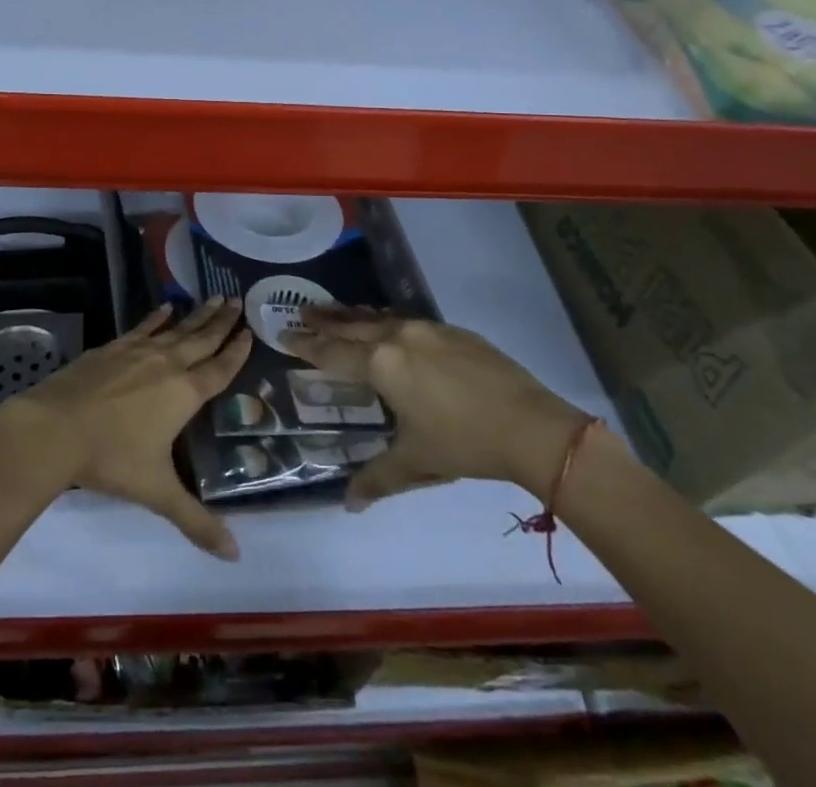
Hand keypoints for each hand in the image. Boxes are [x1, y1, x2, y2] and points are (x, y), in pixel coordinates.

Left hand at [0, 298, 250, 559]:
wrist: (56, 427)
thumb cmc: (112, 458)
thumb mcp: (158, 492)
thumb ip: (196, 521)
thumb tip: (235, 555)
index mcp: (184, 393)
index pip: (219, 369)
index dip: (236, 351)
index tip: (250, 330)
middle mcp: (167, 364)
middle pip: (202, 339)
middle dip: (221, 322)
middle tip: (238, 300)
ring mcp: (138, 352)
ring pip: (176, 329)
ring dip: (196, 314)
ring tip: (215, 296)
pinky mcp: (113, 348)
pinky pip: (143, 327)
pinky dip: (157, 317)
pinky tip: (166, 308)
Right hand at [285, 309, 586, 509]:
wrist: (531, 426)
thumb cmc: (463, 443)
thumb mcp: (415, 463)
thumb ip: (377, 479)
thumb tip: (348, 504)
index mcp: (381, 364)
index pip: (332, 352)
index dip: (306, 345)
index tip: (284, 334)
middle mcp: (398, 336)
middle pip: (351, 325)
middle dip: (324, 320)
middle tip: (302, 313)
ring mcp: (428, 329)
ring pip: (379, 316)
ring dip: (353, 316)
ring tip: (336, 313)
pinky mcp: (454, 331)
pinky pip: (406, 319)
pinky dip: (385, 320)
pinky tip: (388, 325)